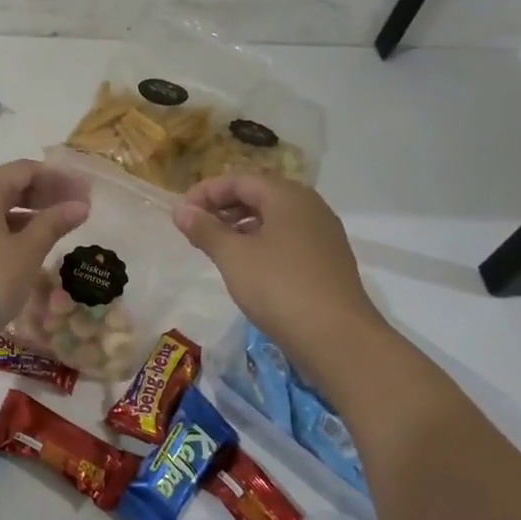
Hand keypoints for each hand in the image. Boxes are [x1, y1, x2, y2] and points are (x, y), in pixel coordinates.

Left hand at [0, 159, 90, 359]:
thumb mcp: (27, 252)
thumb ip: (54, 223)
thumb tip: (81, 205)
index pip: (25, 170)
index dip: (59, 178)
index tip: (86, 191)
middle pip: (10, 184)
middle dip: (46, 193)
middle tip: (78, 207)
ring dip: (30, 211)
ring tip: (60, 225)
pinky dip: (11, 227)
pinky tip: (32, 242)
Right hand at [173, 174, 386, 348]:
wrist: (339, 339)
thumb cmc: (280, 288)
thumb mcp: (233, 256)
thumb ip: (205, 229)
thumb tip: (181, 210)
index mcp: (288, 196)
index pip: (239, 180)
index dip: (206, 192)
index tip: (181, 213)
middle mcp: (310, 207)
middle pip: (258, 195)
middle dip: (223, 207)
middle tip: (195, 229)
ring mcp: (323, 234)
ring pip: (273, 218)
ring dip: (240, 226)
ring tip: (215, 247)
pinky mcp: (328, 261)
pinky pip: (287, 239)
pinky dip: (261, 243)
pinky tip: (247, 266)